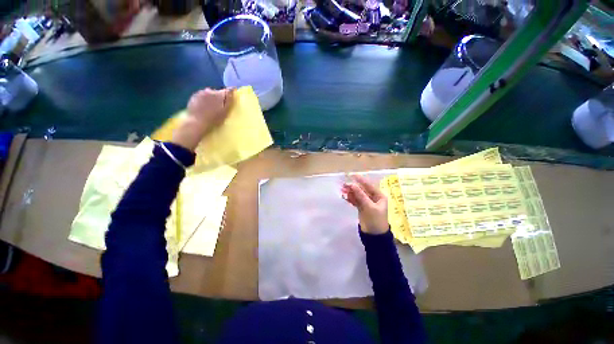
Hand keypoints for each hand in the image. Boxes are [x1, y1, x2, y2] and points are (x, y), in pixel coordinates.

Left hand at [171, 88, 233, 150]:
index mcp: (219, 94)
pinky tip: (204, 108)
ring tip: (211, 108)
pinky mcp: (194, 96)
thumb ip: (229, 100)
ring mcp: (201, 93)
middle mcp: (210, 90)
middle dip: (220, 97)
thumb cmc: (214, 119)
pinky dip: (204, 100)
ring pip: (209, 93)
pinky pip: (202, 96)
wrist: (197, 122)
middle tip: (220, 107)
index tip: (232, 98)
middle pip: (218, 92)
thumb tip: (233, 89)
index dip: (231, 93)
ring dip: (212, 98)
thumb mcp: (225, 111)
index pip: (228, 90)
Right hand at [341, 175, 388, 234]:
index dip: (360, 180)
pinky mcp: (362, 208)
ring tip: (342, 190)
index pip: (369, 185)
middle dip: (353, 187)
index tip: (352, 175)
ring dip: (350, 192)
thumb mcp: (369, 207)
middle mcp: (373, 198)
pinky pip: (355, 201)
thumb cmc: (375, 220)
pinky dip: (350, 198)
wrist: (374, 236)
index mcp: (379, 196)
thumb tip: (352, 185)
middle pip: (362, 190)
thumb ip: (360, 195)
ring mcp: (367, 203)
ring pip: (358, 195)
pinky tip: (345, 197)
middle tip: (344, 185)